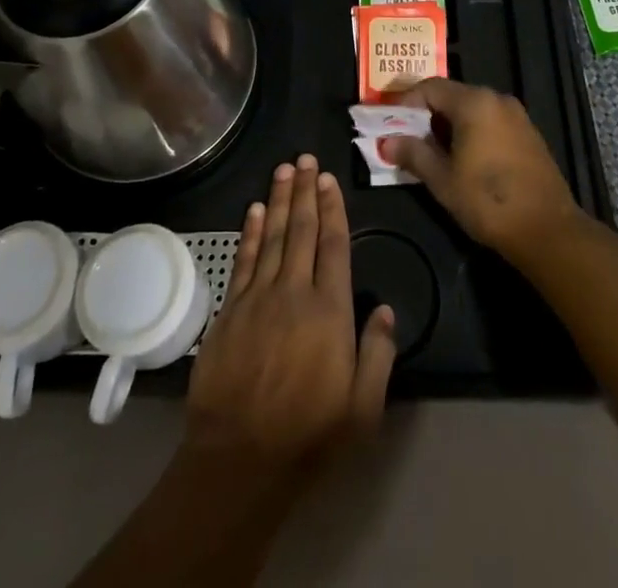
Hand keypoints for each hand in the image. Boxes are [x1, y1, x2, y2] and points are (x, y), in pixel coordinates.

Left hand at [185, 154, 396, 478]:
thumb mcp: (363, 409)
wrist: (239, 460)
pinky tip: (252, 210)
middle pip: (300, 230)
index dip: (332, 209)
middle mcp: (294, 292)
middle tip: (305, 158)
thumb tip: (386, 309)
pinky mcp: (231, 310)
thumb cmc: (309, 435)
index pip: (333, 245)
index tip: (329, 179)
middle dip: (304, 191)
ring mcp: (258, 298)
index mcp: (329, 310)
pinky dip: (248, 232)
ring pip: (270, 236)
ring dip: (277, 200)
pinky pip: (243, 260)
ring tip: (283, 170)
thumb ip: (378, 355)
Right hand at [380, 79, 583, 263]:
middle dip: (426, 115)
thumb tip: (387, 142)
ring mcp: (516, 115)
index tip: (388, 123)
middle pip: (451, 95)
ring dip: (448, 125)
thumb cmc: (488, 201)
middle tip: (406, 139)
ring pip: (471, 109)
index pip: (429, 87)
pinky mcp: (528, 134)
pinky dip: (471, 132)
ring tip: (431, 152)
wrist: (548, 231)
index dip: (405, 103)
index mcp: (474, 102)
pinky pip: (490, 122)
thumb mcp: (442, 180)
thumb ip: (413, 154)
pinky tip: (463, 159)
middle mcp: (496, 99)